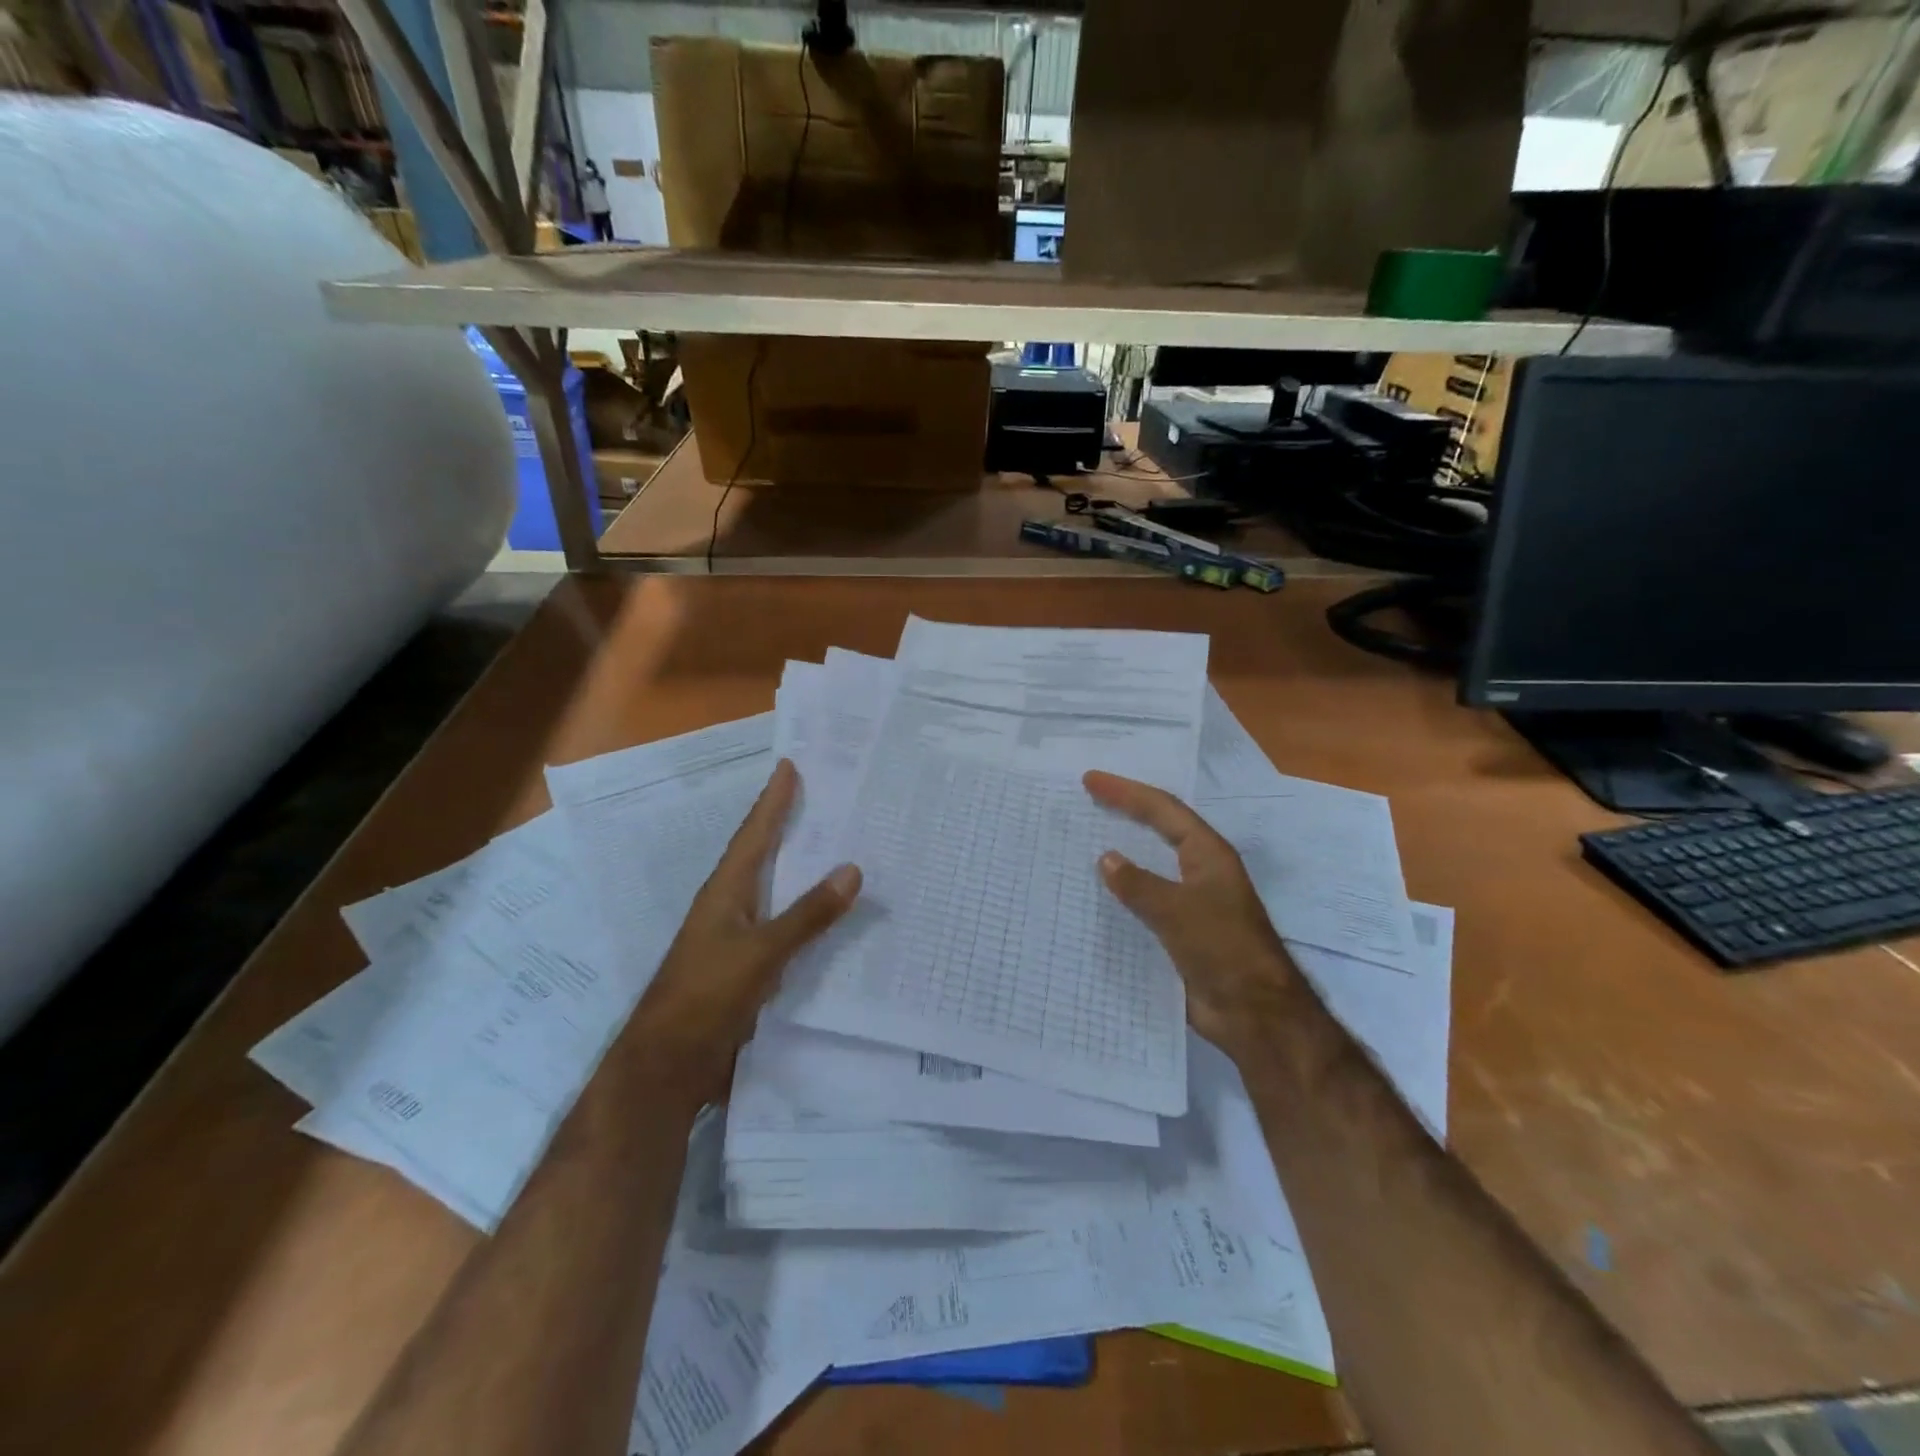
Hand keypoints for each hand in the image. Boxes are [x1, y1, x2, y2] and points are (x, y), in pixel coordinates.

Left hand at [625, 759, 859, 1101]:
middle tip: (825, 796)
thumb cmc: (706, 997)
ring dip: (803, 868)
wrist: (669, 1067)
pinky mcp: (749, 968)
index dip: (773, 800)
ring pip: (777, 890)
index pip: (754, 833)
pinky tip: (834, 917)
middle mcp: (732, 906)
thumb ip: (807, 914)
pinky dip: (808, 913)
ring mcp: (739, 938)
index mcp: (726, 891)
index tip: (790, 765)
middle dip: (790, 825)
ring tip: (839, 845)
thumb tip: (852, 868)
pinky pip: (786, 927)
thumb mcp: (761, 953)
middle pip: (764, 854)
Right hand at [1084, 770, 1303, 1054]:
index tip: (1091, 781)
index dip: (1126, 792)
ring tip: (1088, 837)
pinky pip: (1147, 900)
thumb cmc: (1222, 949)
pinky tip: (1099, 893)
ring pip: (1153, 864)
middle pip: (1160, 829)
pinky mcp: (1183, 931)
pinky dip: (1124, 890)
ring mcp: (1193, 901)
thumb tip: (1106, 858)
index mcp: (1208, 855)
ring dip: (1124, 849)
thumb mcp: (1176, 911)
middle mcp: (1201, 871)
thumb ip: (1138, 884)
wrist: (1254, 1012)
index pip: (1162, 810)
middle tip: (1089, 796)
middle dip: (1127, 810)